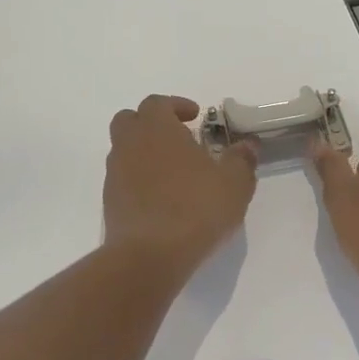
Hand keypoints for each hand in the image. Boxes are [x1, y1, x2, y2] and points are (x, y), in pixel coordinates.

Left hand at [104, 95, 257, 277]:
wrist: (149, 256)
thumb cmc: (196, 208)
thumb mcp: (234, 183)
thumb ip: (241, 159)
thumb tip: (248, 145)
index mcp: (157, 129)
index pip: (158, 103)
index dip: (176, 106)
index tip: (196, 117)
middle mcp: (130, 145)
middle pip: (130, 120)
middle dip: (153, 124)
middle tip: (179, 138)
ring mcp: (115, 174)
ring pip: (125, 150)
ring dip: (146, 153)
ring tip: (175, 172)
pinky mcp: (110, 203)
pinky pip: (124, 179)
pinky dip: (140, 180)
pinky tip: (164, 199)